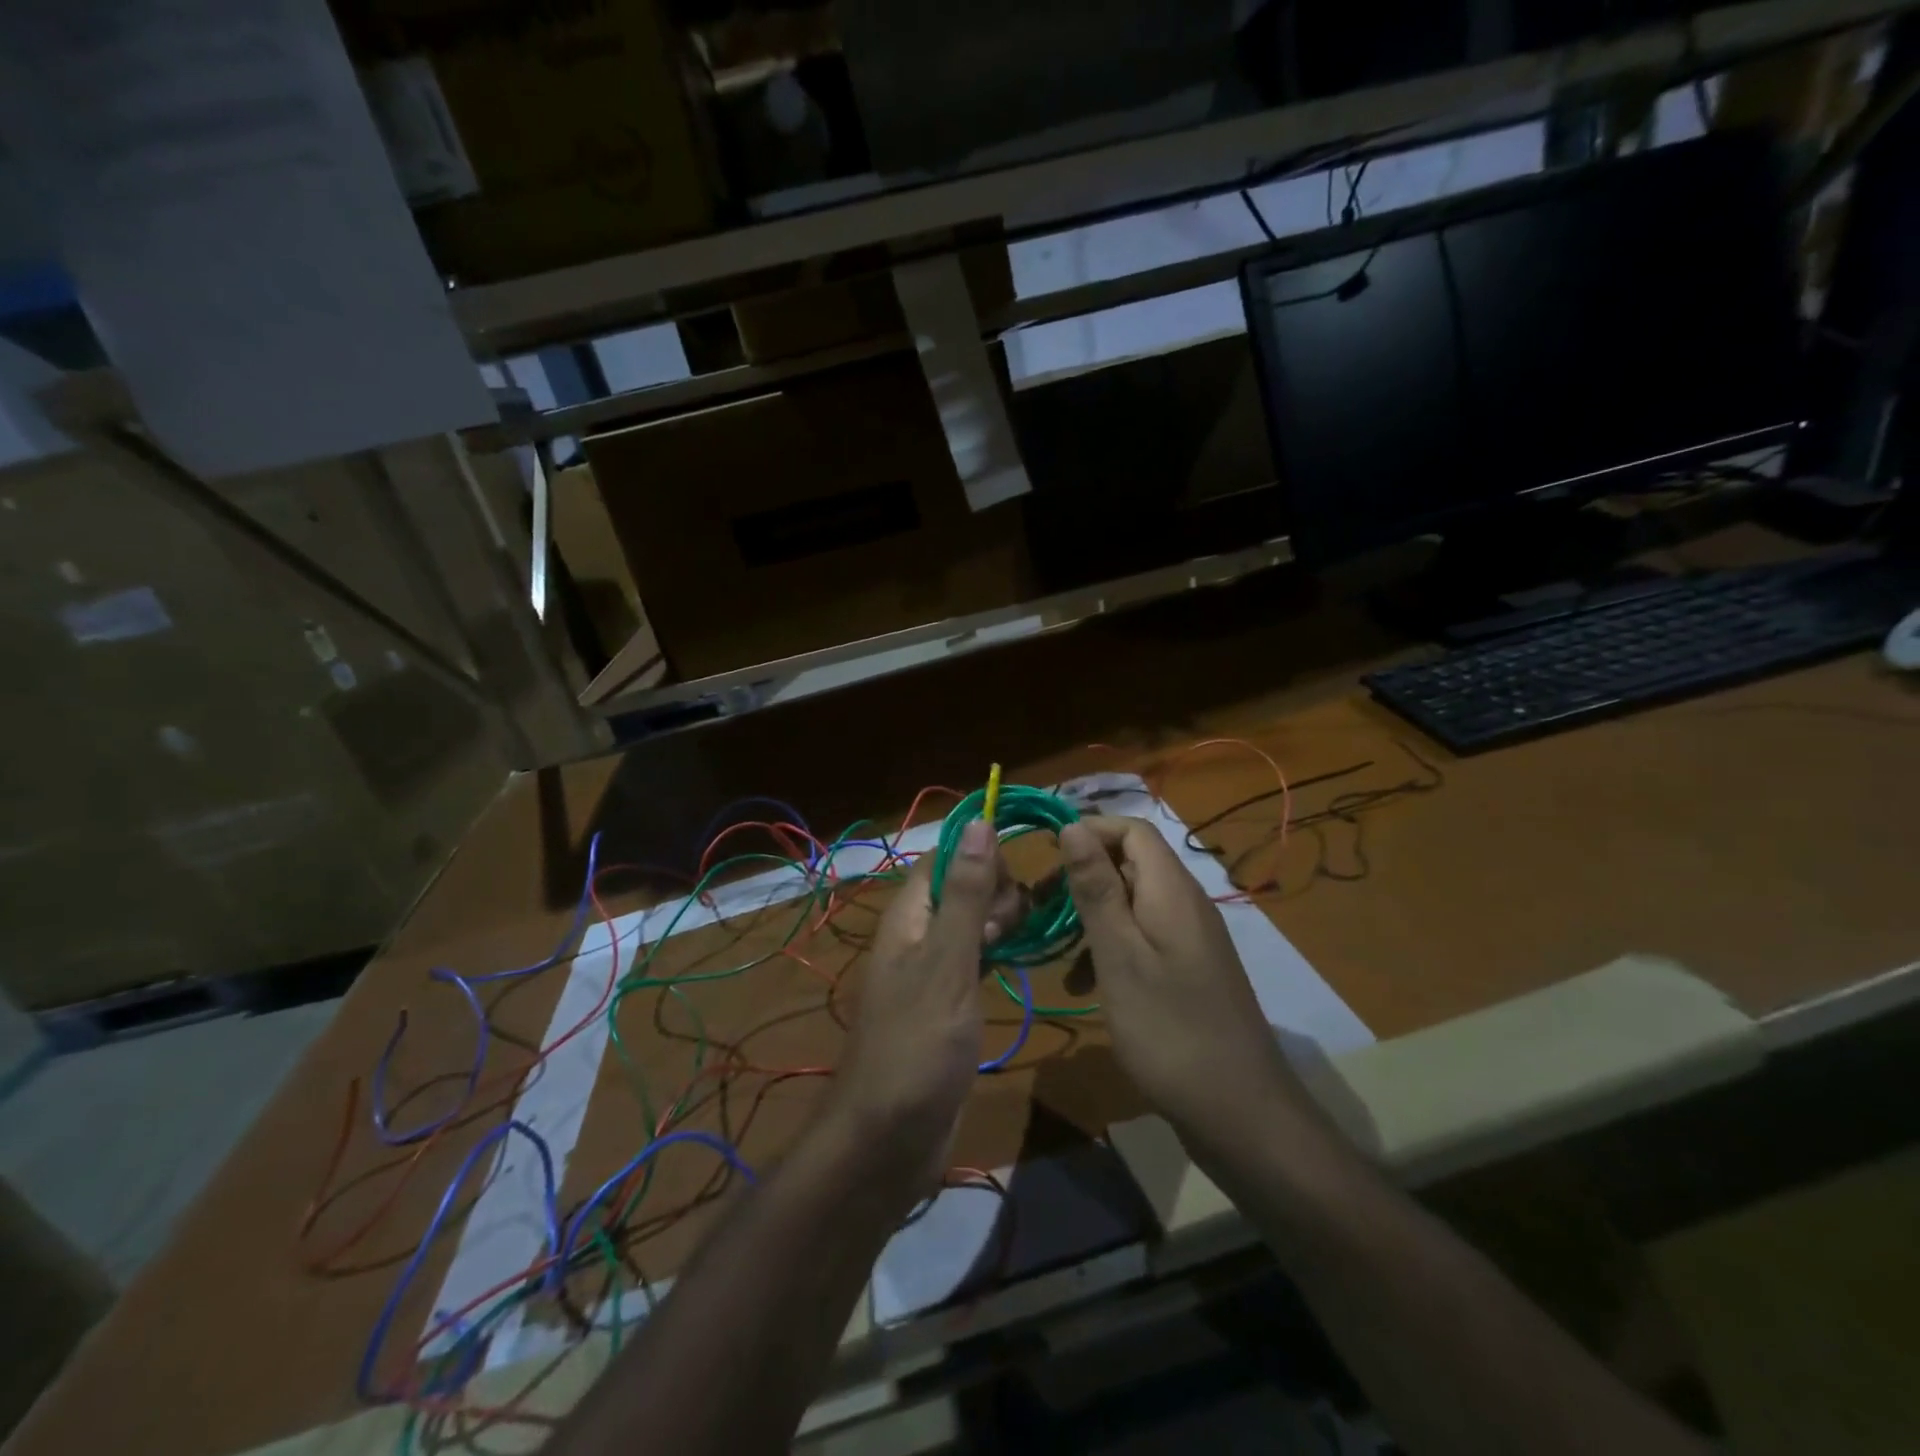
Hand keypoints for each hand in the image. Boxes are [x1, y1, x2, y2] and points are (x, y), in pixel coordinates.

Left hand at [824, 821, 1022, 1201]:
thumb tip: (978, 822)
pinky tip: (1019, 963)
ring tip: (1022, 945)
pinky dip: (999, 952)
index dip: (981, 856)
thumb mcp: (947, 963)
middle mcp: (918, 935)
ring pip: (973, 922)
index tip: (1016, 880)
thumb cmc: (918, 1046)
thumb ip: (965, 894)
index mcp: (909, 916)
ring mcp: (933, 970)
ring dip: (1002, 922)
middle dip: (996, 892)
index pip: (945, 857)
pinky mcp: (948, 1003)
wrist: (889, 1140)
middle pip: (962, 886)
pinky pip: (977, 958)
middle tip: (1010, 930)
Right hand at [1059, 816, 1310, 1153]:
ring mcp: (1189, 939)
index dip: (1089, 830)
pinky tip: (1084, 984)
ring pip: (1131, 903)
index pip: (1132, 829)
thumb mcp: (1119, 955)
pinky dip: (1110, 948)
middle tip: (1038, 905)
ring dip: (1090, 916)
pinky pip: (1142, 938)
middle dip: (1082, 876)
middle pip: (1130, 863)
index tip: (1044, 855)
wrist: (1239, 1112)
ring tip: (1054, 948)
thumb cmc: (1168, 1028)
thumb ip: (1096, 889)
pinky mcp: (1188, 970)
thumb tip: (1073, 825)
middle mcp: (1185, 903)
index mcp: (1171, 890)